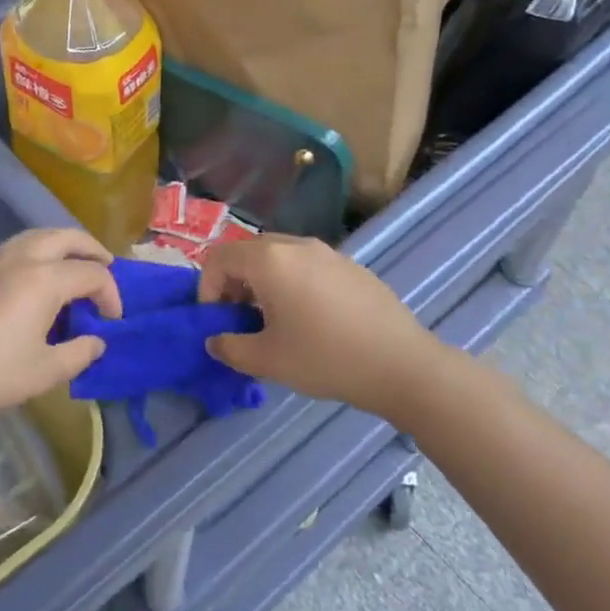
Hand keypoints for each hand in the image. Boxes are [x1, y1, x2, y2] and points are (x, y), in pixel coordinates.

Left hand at [0, 229, 117, 430]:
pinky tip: (42, 277)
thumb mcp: (46, 371)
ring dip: (64, 244)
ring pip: (40, 235)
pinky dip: (41, 250)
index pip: (92, 274)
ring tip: (77, 264)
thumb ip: (79, 353)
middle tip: (107, 268)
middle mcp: (23, 258)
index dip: (110, 295)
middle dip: (92, 249)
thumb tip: (96, 341)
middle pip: (67, 237)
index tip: (113, 321)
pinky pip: (20, 246)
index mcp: (45, 279)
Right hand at [197, 235, 441, 416]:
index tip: (218, 322)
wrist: (402, 364)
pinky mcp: (350, 266)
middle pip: (247, 252)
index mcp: (268, 260)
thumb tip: (214, 340)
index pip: (218, 258)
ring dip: (263, 282)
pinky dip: (293, 282)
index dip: (207, 289)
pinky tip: (312, 319)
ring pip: (278, 256)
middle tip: (241, 319)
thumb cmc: (325, 358)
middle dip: (234, 283)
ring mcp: (327, 252)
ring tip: (275, 320)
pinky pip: (307, 264)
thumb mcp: (267, 360)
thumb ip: (230, 347)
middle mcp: (295, 245)